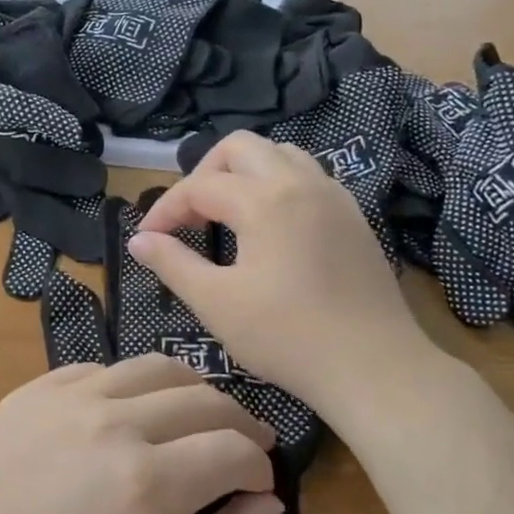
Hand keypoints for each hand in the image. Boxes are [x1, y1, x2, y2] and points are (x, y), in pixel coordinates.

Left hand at [0, 355, 281, 513]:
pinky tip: (129, 415)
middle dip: (238, 422)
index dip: (259, 465)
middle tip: (245, 445)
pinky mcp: (33, 391)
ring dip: (191, 390)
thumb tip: (266, 503)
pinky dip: (131, 386)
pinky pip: (101, 369)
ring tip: (197, 418)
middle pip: (204, 398)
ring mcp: (67, 397)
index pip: (234, 448)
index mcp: (146, 482)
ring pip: (155, 367)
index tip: (259, 483)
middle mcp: (112, 422)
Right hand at [129, 132, 441, 412]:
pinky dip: (277, 184)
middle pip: (240, 147)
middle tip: (190, 216)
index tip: (147, 240)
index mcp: (264, 200)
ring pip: (279, 154)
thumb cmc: (287, 336)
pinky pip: (308, 176)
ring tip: (227, 213)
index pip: (199, 186)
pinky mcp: (353, 216)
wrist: (373, 366)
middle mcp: (300, 183)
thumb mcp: (216, 303)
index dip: (165, 210)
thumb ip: (172, 264)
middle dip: (204, 173)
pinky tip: (270, 226)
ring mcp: (333, 196)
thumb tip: (139, 241)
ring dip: (244, 172)